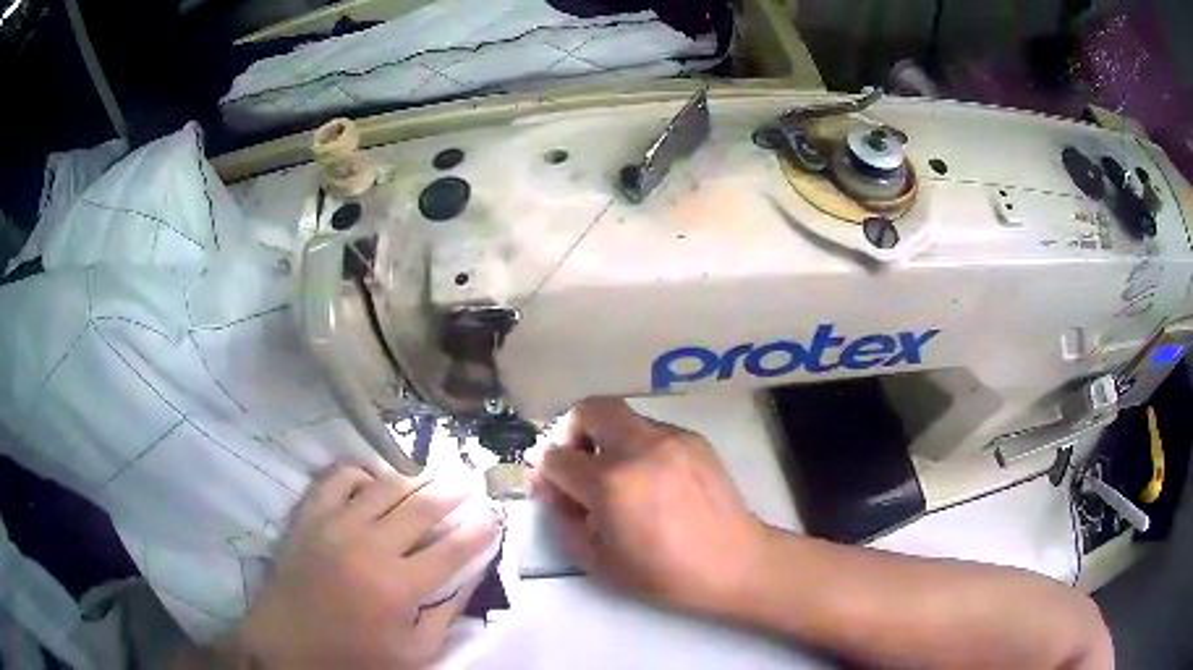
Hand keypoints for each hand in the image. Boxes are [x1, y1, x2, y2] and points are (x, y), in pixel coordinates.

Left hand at [227, 465, 500, 668]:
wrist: (288, 643)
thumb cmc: (355, 655)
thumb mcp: (415, 652)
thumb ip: (446, 614)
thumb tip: (471, 576)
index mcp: (400, 586)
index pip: (454, 548)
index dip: (481, 529)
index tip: (495, 516)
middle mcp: (371, 546)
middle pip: (425, 507)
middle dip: (456, 491)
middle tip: (473, 481)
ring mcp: (337, 524)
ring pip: (388, 485)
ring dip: (418, 478)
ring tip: (435, 476)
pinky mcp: (311, 514)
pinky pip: (341, 477)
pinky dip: (364, 472)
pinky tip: (377, 480)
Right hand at [530, 398, 768, 613]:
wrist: (733, 563)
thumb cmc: (664, 573)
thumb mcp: (597, 561)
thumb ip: (563, 522)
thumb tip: (552, 493)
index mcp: (611, 482)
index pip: (555, 456)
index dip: (545, 474)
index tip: (553, 491)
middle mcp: (639, 447)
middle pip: (587, 408)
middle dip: (571, 432)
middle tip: (577, 463)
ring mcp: (671, 437)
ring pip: (621, 415)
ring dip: (606, 438)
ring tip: (617, 476)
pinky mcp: (694, 438)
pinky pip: (651, 429)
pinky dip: (637, 446)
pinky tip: (651, 480)